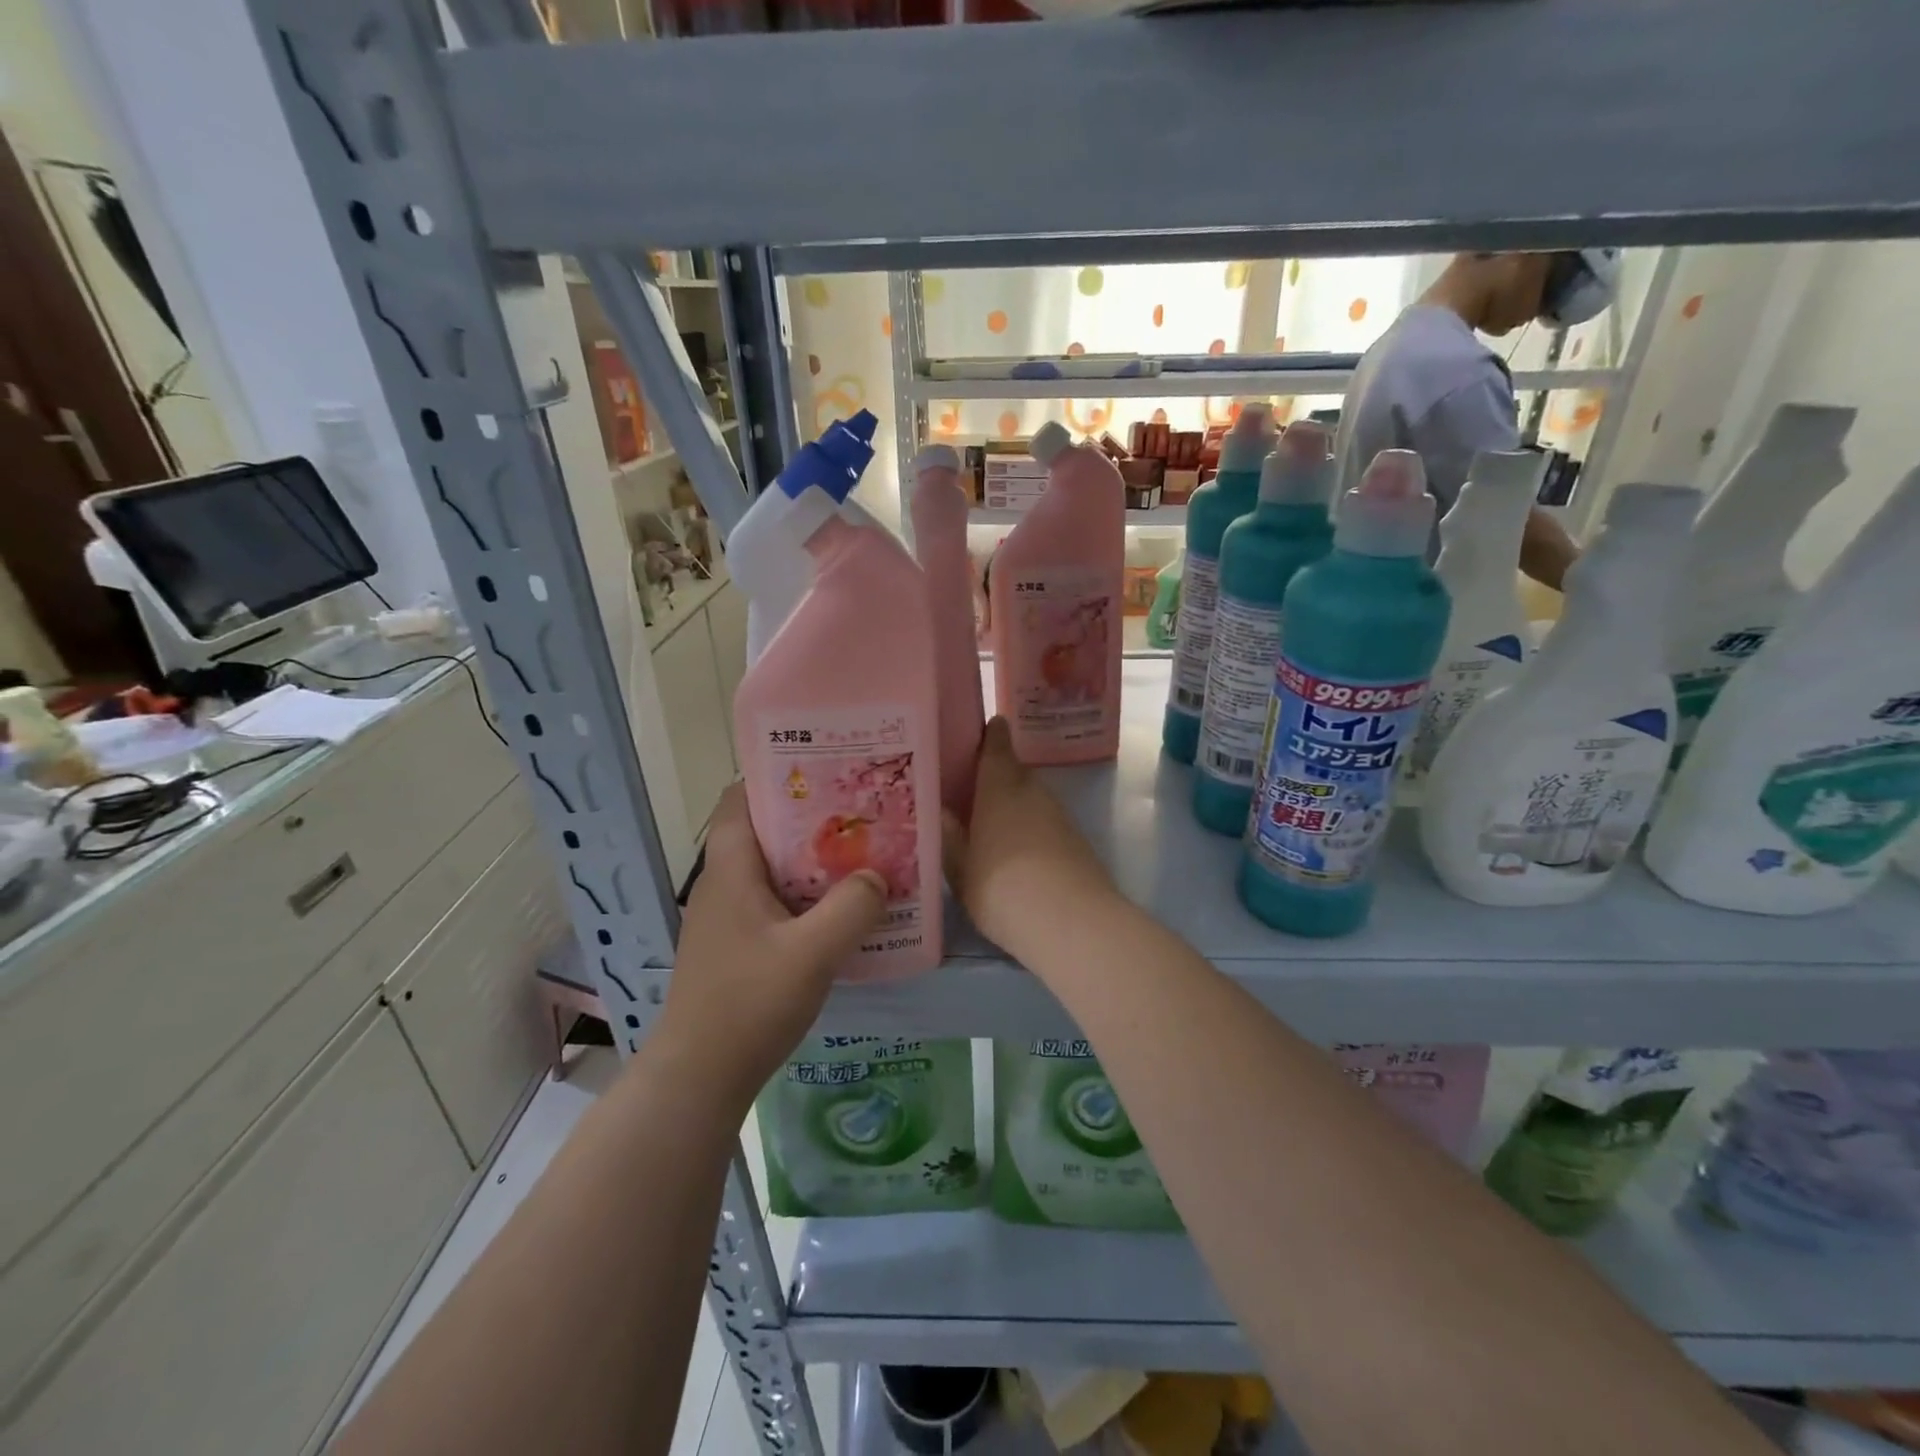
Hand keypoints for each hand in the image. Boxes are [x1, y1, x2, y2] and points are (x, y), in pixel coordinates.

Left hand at [661, 785, 886, 1100]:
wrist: (699, 1078)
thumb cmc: (749, 1003)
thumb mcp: (812, 953)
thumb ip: (852, 908)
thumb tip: (877, 877)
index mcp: (730, 869)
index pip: (740, 798)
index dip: (777, 777)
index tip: (826, 772)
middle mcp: (724, 884)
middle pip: (765, 832)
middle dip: (811, 819)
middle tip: (861, 815)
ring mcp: (728, 918)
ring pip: (774, 870)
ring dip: (814, 862)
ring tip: (862, 857)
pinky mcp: (738, 946)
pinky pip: (776, 904)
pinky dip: (808, 898)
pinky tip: (843, 913)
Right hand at [944, 717, 1116, 958]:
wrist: (1072, 923)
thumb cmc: (1002, 889)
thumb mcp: (960, 869)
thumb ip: (949, 838)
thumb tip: (941, 812)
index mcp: (1000, 788)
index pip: (997, 745)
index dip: (989, 735)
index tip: (978, 732)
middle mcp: (1033, 792)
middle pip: (1014, 773)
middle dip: (994, 778)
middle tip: (969, 792)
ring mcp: (1059, 816)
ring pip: (1030, 799)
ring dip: (1013, 807)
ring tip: (988, 827)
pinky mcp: (1076, 841)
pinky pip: (1045, 823)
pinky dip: (1030, 830)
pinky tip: (1016, 853)